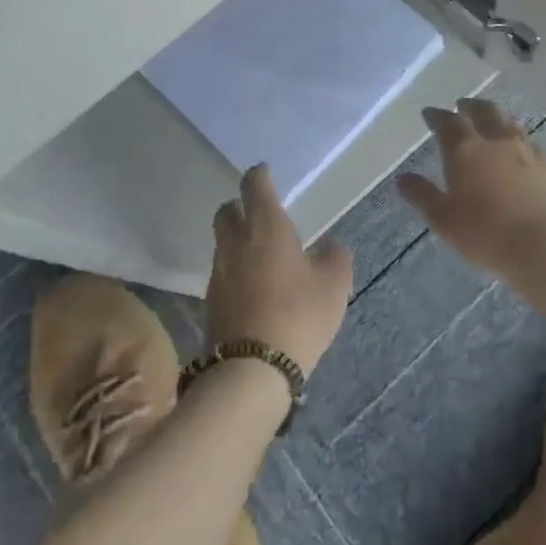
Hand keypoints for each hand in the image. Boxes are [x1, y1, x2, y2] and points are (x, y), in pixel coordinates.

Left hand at [205, 165, 353, 375]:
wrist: (251, 371)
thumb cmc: (299, 316)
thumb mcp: (334, 286)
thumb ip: (335, 258)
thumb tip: (331, 246)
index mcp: (266, 227)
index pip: (255, 185)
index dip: (260, 175)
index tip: (265, 173)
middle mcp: (236, 242)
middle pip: (227, 210)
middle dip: (239, 206)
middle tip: (258, 215)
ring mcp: (219, 272)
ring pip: (222, 243)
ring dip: (236, 241)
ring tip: (260, 256)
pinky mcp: (210, 302)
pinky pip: (222, 273)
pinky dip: (235, 271)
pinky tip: (253, 288)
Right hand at [398, 98, 545, 278]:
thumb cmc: (485, 232)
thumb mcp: (443, 218)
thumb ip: (423, 195)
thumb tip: (402, 178)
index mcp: (465, 150)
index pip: (447, 122)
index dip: (437, 116)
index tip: (430, 113)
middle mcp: (495, 141)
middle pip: (484, 111)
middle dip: (470, 106)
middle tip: (462, 106)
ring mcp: (526, 151)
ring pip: (509, 122)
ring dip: (497, 117)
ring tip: (492, 120)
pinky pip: (531, 142)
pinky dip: (520, 139)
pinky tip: (521, 148)